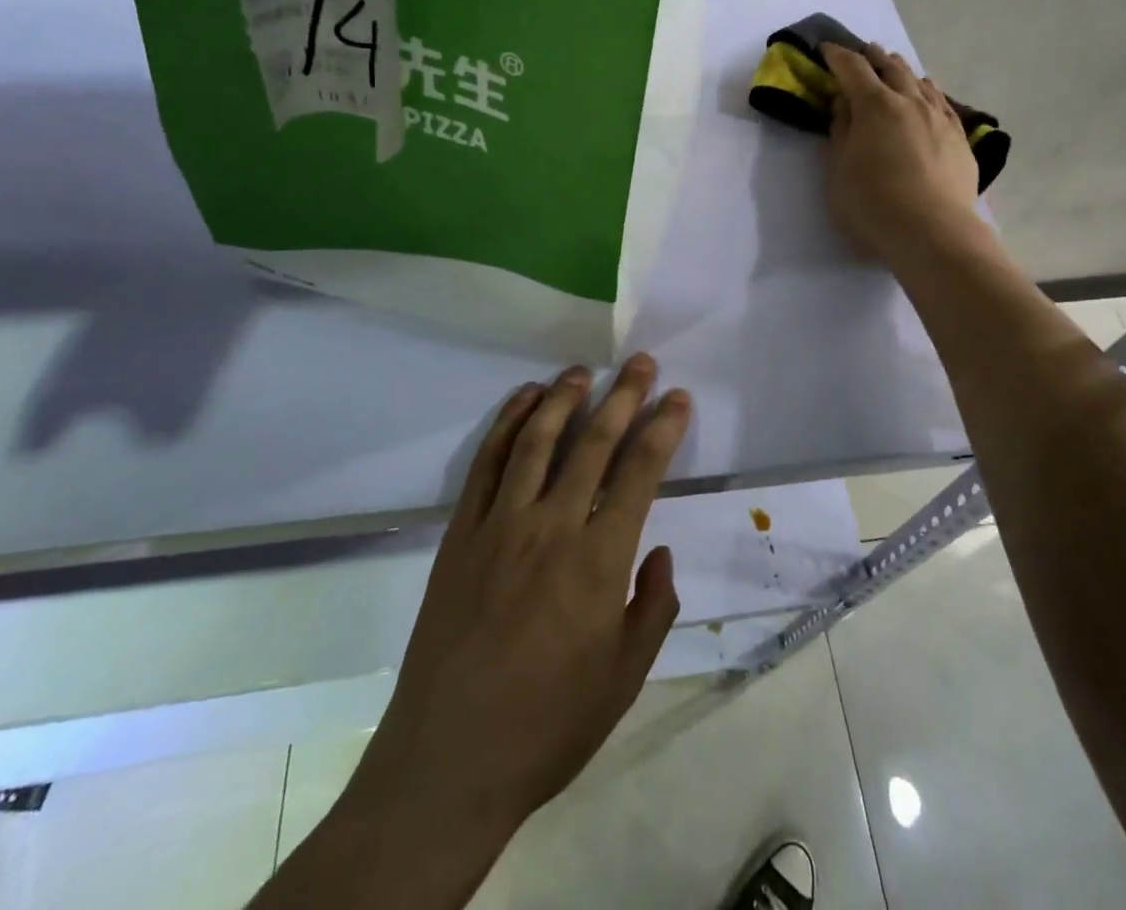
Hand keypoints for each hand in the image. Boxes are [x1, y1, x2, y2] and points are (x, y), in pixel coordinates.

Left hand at [305, 357, 689, 907]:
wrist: (447, 761)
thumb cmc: (548, 725)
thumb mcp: (625, 678)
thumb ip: (653, 607)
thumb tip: (659, 551)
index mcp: (598, 560)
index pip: (639, 472)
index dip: (662, 428)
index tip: (677, 398)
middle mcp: (551, 526)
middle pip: (593, 442)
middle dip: (623, 396)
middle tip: (640, 363)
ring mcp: (500, 525)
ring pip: (537, 441)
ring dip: (563, 398)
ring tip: (582, 371)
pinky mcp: (460, 533)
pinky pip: (487, 463)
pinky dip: (507, 424)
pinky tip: (524, 401)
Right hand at [821, 41, 980, 268]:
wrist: (933, 232)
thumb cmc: (873, 203)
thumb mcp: (840, 169)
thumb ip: (841, 131)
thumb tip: (843, 102)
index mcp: (875, 106)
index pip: (853, 68)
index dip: (837, 56)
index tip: (825, 49)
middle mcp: (910, 102)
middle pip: (891, 68)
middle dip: (873, 57)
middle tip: (863, 52)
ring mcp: (940, 118)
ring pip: (921, 82)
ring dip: (903, 70)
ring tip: (894, 66)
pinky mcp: (960, 138)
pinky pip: (943, 103)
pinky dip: (929, 91)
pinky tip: (928, 93)